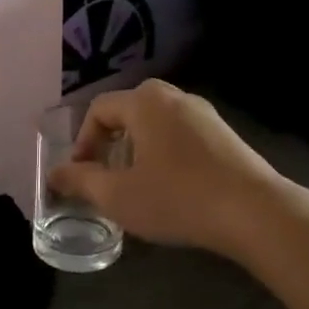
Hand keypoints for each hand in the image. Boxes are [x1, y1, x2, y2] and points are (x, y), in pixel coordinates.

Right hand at [49, 80, 289, 259]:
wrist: (254, 212)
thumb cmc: (177, 198)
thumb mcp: (118, 195)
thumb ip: (81, 181)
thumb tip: (54, 174)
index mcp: (145, 102)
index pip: (99, 109)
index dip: (82, 141)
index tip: (81, 174)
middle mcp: (174, 97)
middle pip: (128, 112)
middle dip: (110, 143)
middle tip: (105, 176)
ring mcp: (204, 113)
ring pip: (156, 123)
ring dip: (137, 149)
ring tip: (136, 184)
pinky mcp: (225, 134)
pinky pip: (180, 134)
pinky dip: (164, 153)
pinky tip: (171, 187)